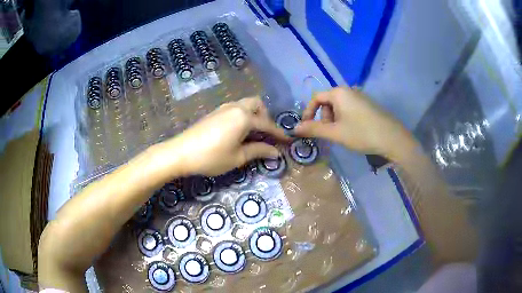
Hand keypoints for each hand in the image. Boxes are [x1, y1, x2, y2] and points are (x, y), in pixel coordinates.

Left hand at [164, 97, 287, 175]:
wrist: (180, 152)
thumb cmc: (211, 157)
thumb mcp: (237, 157)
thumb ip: (258, 151)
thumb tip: (276, 153)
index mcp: (244, 117)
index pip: (267, 125)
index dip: (278, 134)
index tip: (287, 141)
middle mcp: (236, 107)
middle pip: (257, 104)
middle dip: (266, 117)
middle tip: (266, 134)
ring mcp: (224, 108)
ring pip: (246, 104)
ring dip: (254, 115)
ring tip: (253, 133)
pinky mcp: (215, 112)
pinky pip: (236, 108)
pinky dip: (243, 115)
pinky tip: (238, 131)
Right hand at [294, 87, 413, 158]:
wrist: (392, 138)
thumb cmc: (361, 133)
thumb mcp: (335, 133)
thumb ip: (314, 129)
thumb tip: (294, 129)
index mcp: (339, 92)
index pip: (316, 98)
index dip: (308, 112)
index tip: (307, 127)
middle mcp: (349, 90)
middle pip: (328, 102)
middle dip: (324, 118)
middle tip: (329, 134)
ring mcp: (360, 96)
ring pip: (339, 106)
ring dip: (334, 120)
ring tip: (341, 135)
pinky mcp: (368, 104)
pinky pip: (350, 109)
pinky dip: (345, 119)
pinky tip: (353, 132)